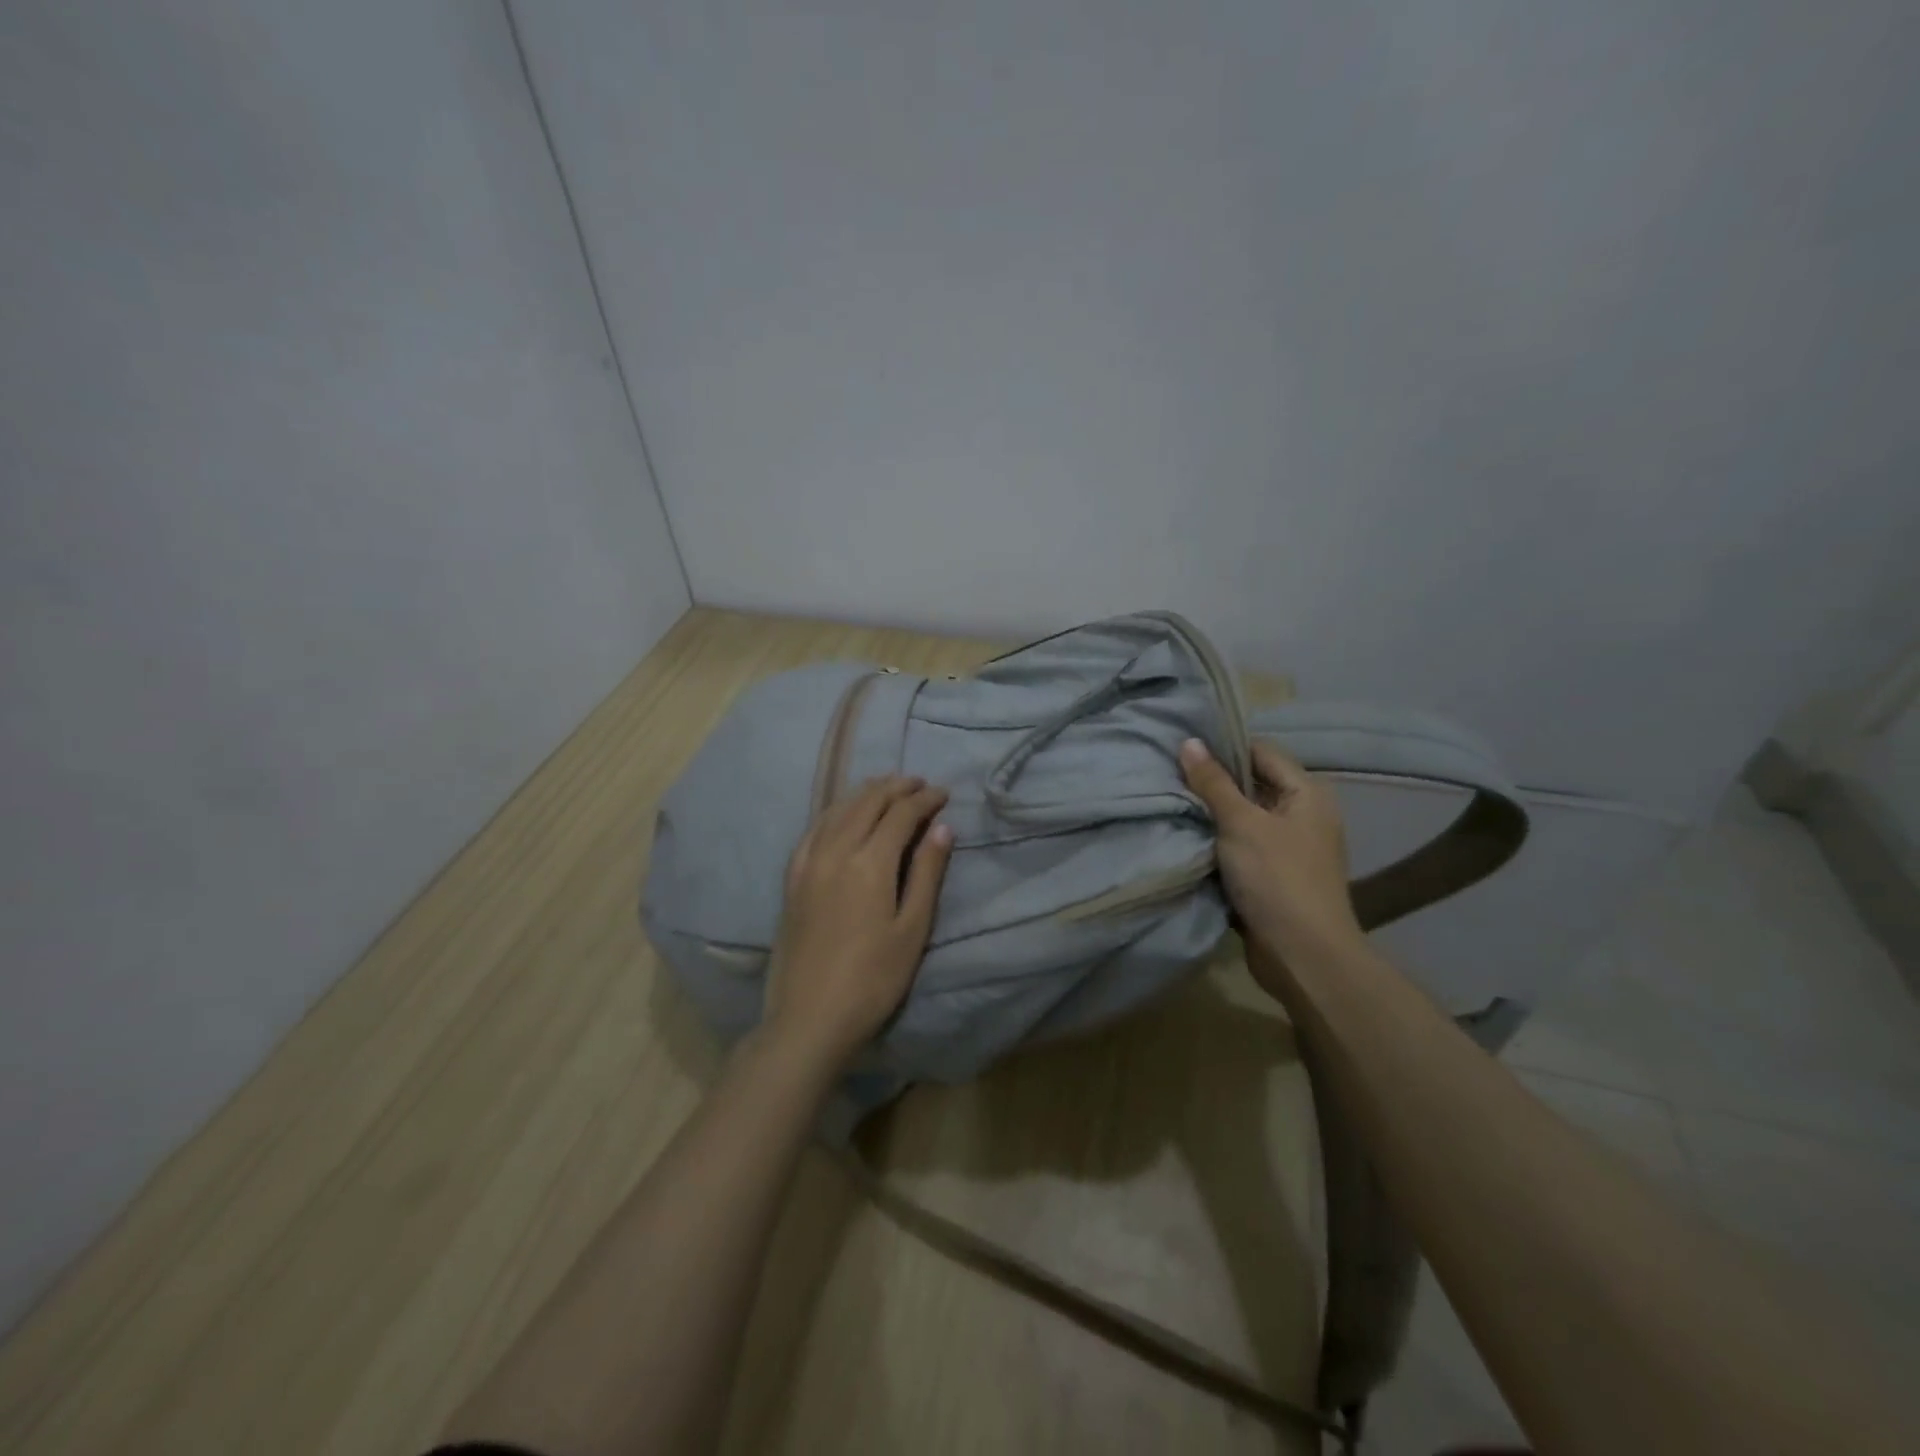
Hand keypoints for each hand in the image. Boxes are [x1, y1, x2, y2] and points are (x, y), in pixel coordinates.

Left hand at [761, 775, 953, 1071]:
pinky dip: (835, 811)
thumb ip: (927, 873)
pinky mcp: (793, 878)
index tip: (944, 794)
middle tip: (920, 784)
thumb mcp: (912, 929)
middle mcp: (836, 851)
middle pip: (867, 802)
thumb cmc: (873, 979)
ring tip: (887, 787)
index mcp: (870, 863)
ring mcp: (808, 862)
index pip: (901, 814)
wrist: (809, 1017)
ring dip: (866, 793)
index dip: (924, 800)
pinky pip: (814, 828)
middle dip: (896, 787)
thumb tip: (943, 828)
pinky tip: (842, 813)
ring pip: (838, 809)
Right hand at [1179, 737, 1363, 967]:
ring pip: (1242, 817)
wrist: (1303, 956)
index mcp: (1306, 793)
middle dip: (1212, 782)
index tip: (1182, 749)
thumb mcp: (1240, 824)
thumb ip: (1213, 783)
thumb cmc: (1277, 879)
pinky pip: (1239, 846)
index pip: (1261, 751)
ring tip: (1170, 802)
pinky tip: (1185, 837)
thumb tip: (1189, 742)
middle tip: (1168, 775)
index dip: (1224, 747)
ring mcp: (1288, 847)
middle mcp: (1302, 814)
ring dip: (1211, 815)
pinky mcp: (1272, 875)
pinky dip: (1216, 842)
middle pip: (1251, 784)